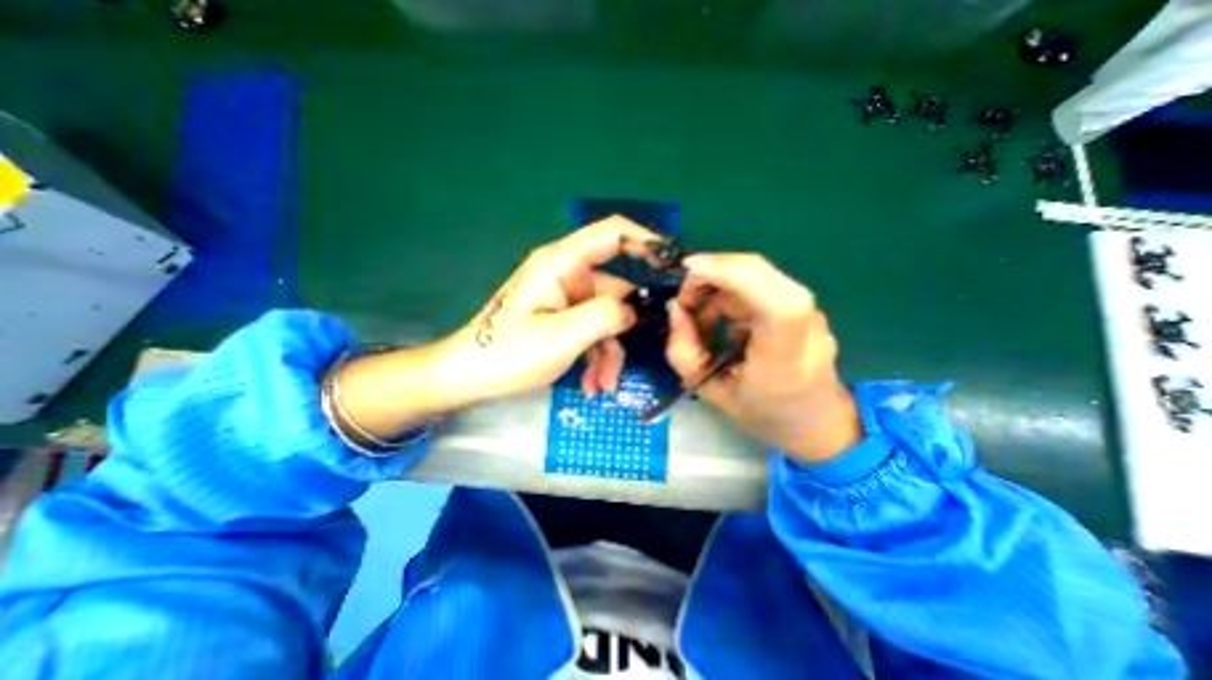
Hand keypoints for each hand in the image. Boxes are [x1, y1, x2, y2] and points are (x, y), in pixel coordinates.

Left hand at [329, 216, 659, 440]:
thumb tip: (634, 310)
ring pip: (606, 319)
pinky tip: (591, 384)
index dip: (646, 241)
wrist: (469, 377)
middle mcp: (567, 275)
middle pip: (615, 292)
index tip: (673, 265)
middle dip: (622, 333)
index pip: (612, 233)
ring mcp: (565, 298)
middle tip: (622, 368)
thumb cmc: (508, 353)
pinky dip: (595, 357)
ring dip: (608, 354)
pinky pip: (591, 332)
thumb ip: (606, 316)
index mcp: (562, 264)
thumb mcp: (562, 336)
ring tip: (601, 386)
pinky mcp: (562, 317)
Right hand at [662, 254, 860, 463]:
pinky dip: (731, 294)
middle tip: (684, 302)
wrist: (816, 421)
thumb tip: (675, 309)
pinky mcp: (802, 305)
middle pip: (758, 272)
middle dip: (711, 275)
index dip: (728, 271)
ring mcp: (808, 310)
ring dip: (718, 287)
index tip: (686, 269)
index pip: (771, 298)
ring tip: (701, 321)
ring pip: (754, 274)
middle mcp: (805, 325)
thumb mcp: (710, 392)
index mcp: (786, 356)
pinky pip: (759, 284)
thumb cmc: (763, 414)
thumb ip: (684, 351)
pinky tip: (722, 322)